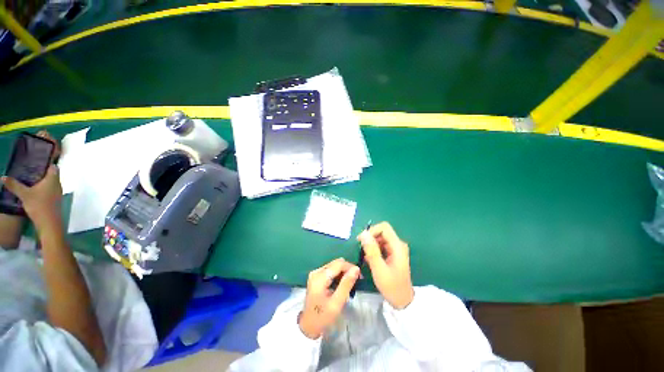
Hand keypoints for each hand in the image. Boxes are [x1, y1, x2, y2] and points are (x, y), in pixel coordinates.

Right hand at [1, 165, 62, 228]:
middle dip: (41, 171)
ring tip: (29, 177)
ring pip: (49, 182)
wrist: (49, 223)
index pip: (53, 166)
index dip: (46, 162)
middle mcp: (58, 184)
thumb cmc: (39, 205)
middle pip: (51, 174)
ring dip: (41, 180)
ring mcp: (57, 192)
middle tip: (29, 168)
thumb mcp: (24, 194)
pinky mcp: (55, 199)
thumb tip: (3, 177)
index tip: (36, 160)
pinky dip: (42, 187)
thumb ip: (14, 185)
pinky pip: (49, 189)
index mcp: (53, 179)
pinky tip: (33, 189)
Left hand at [299, 258, 359, 338]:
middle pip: (336, 263)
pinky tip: (342, 284)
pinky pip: (330, 271)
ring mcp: (315, 274)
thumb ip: (346, 284)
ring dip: (343, 272)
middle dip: (347, 269)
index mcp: (320, 277)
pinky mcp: (316, 277)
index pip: (339, 264)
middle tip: (356, 280)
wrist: (308, 327)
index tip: (360, 276)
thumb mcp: (337, 303)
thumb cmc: (323, 317)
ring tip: (351, 283)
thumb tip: (356, 268)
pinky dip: (338, 275)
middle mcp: (316, 271)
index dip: (350, 267)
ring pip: (334, 266)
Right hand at [358, 222, 413, 309]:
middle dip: (370, 238)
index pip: (384, 227)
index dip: (372, 231)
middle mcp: (398, 244)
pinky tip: (370, 259)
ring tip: (366, 256)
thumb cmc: (392, 286)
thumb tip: (363, 234)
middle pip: (382, 232)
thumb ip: (372, 251)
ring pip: (380, 238)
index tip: (362, 240)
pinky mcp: (393, 253)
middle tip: (362, 250)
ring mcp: (396, 249)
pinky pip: (381, 245)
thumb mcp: (379, 269)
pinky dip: (374, 249)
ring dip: (371, 244)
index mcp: (397, 246)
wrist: (403, 300)